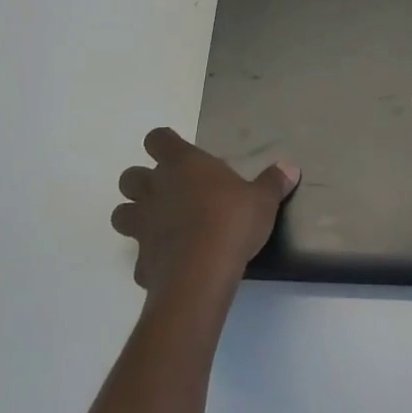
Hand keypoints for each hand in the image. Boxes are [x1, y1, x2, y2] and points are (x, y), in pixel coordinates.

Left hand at [111, 129, 299, 298]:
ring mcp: (143, 226)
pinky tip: (169, 264)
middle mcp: (155, 189)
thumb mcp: (262, 200)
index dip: (164, 143)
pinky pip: (140, 257)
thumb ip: (273, 182)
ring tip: (159, 226)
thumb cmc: (231, 222)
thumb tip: (290, 167)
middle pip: (130, 176)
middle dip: (142, 182)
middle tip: (167, 192)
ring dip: (135, 217)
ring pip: (121, 214)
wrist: (202, 273)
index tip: (177, 152)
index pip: (157, 139)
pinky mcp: (142, 261)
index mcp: (182, 164)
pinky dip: (150, 259)